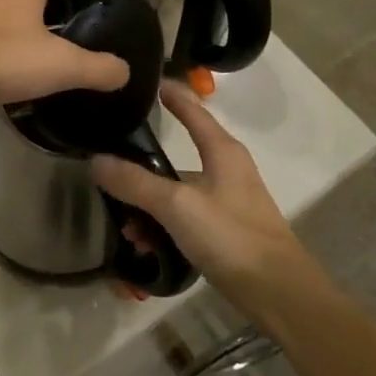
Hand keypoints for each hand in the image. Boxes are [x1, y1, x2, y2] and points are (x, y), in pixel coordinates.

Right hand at [92, 82, 306, 303]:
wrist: (279, 293)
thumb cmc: (231, 236)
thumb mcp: (177, 206)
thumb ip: (136, 183)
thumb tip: (96, 160)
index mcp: (222, 150)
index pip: (192, 110)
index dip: (171, 95)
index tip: (148, 82)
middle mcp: (227, 168)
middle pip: (177, 157)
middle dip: (142, 170)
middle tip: (110, 174)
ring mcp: (228, 200)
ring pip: (178, 192)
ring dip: (150, 207)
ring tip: (128, 229)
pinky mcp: (227, 230)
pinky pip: (186, 217)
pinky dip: (165, 226)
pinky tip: (147, 246)